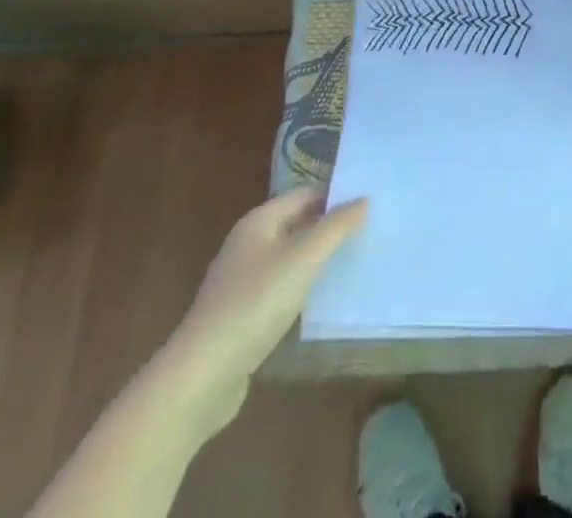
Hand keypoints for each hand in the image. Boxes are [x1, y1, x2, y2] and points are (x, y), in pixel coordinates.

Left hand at [156, 186, 367, 435]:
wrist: (201, 377)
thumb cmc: (254, 305)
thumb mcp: (302, 260)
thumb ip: (335, 228)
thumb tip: (363, 199)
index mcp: (259, 221)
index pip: (305, 194)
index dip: (336, 196)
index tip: (370, 204)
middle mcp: (249, 243)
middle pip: (297, 223)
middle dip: (330, 227)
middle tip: (370, 231)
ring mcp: (243, 280)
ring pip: (290, 257)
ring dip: (318, 258)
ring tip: (355, 262)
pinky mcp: (242, 314)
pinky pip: (281, 288)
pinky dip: (303, 287)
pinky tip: (323, 300)